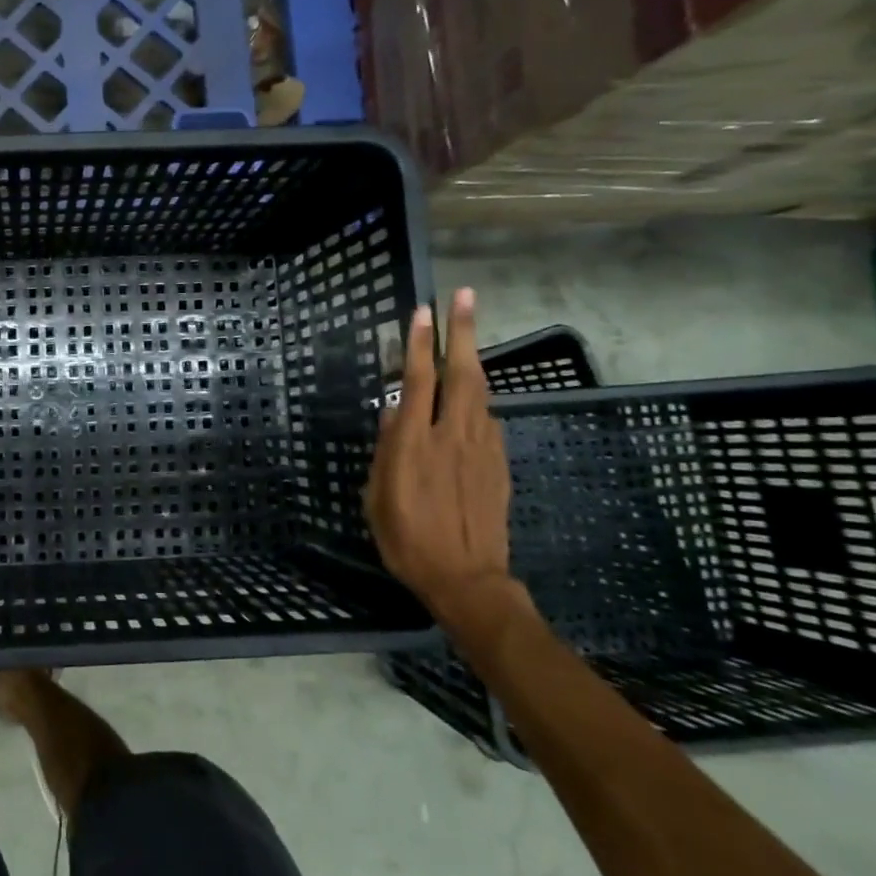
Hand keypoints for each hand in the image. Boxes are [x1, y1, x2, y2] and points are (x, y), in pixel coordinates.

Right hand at [365, 288, 518, 627]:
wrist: (466, 579)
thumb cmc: (406, 539)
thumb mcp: (377, 496)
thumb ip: (386, 450)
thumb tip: (393, 412)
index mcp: (413, 443)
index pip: (418, 381)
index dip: (420, 344)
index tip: (422, 311)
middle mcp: (451, 435)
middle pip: (461, 373)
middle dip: (462, 331)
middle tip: (464, 296)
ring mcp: (481, 448)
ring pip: (480, 391)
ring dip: (473, 357)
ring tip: (469, 332)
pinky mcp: (498, 463)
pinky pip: (487, 419)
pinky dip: (478, 397)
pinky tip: (472, 394)